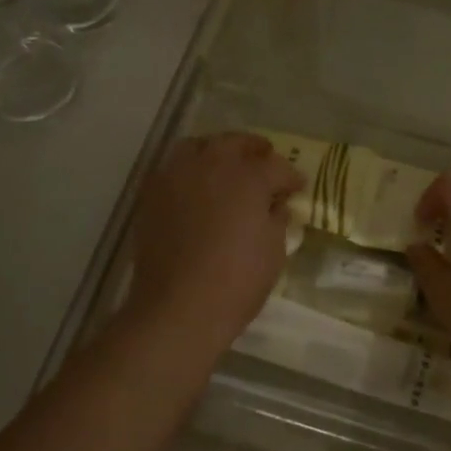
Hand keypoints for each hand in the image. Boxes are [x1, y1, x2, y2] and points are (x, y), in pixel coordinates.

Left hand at [125, 133, 303, 344]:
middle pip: (235, 143)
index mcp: (248, 177)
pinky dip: (190, 170)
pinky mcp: (153, 194)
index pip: (276, 166)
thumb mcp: (273, 251)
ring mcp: (177, 176)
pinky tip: (198, 187)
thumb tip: (276, 205)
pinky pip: (174, 168)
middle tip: (266, 162)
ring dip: (217, 152)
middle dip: (254, 150)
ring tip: (227, 166)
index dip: (291, 177)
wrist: (178, 308)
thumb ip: (277, 218)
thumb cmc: (237, 281)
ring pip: (199, 147)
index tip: (297, 187)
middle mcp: (211, 165)